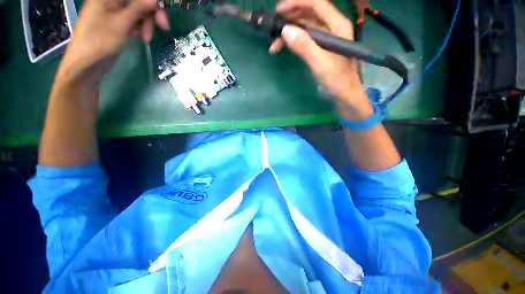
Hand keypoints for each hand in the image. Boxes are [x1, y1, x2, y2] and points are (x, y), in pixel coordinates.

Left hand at [55, 0, 168, 89]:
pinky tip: (142, 37)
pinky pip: (134, 21)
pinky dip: (141, 28)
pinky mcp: (118, 23)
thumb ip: (138, 8)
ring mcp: (115, 12)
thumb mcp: (121, 23)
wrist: (87, 63)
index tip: (163, 10)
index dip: (151, 1)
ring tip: (147, 38)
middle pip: (138, 1)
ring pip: (139, 12)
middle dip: (152, 12)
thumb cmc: (99, 41)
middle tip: (164, 26)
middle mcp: (112, 1)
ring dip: (147, 24)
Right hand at [269, 0, 370, 114]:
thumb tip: (285, 31)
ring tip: (274, 44)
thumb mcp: (321, 64)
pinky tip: (283, 49)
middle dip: (290, 18)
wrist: (344, 96)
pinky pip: (305, 40)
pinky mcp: (320, 49)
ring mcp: (326, 39)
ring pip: (305, 27)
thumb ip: (305, 47)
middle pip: (309, 13)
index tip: (278, 11)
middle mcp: (332, 27)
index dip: (297, 3)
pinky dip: (293, 43)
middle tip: (273, 27)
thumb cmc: (337, 80)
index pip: (317, 3)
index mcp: (337, 25)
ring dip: (289, 33)